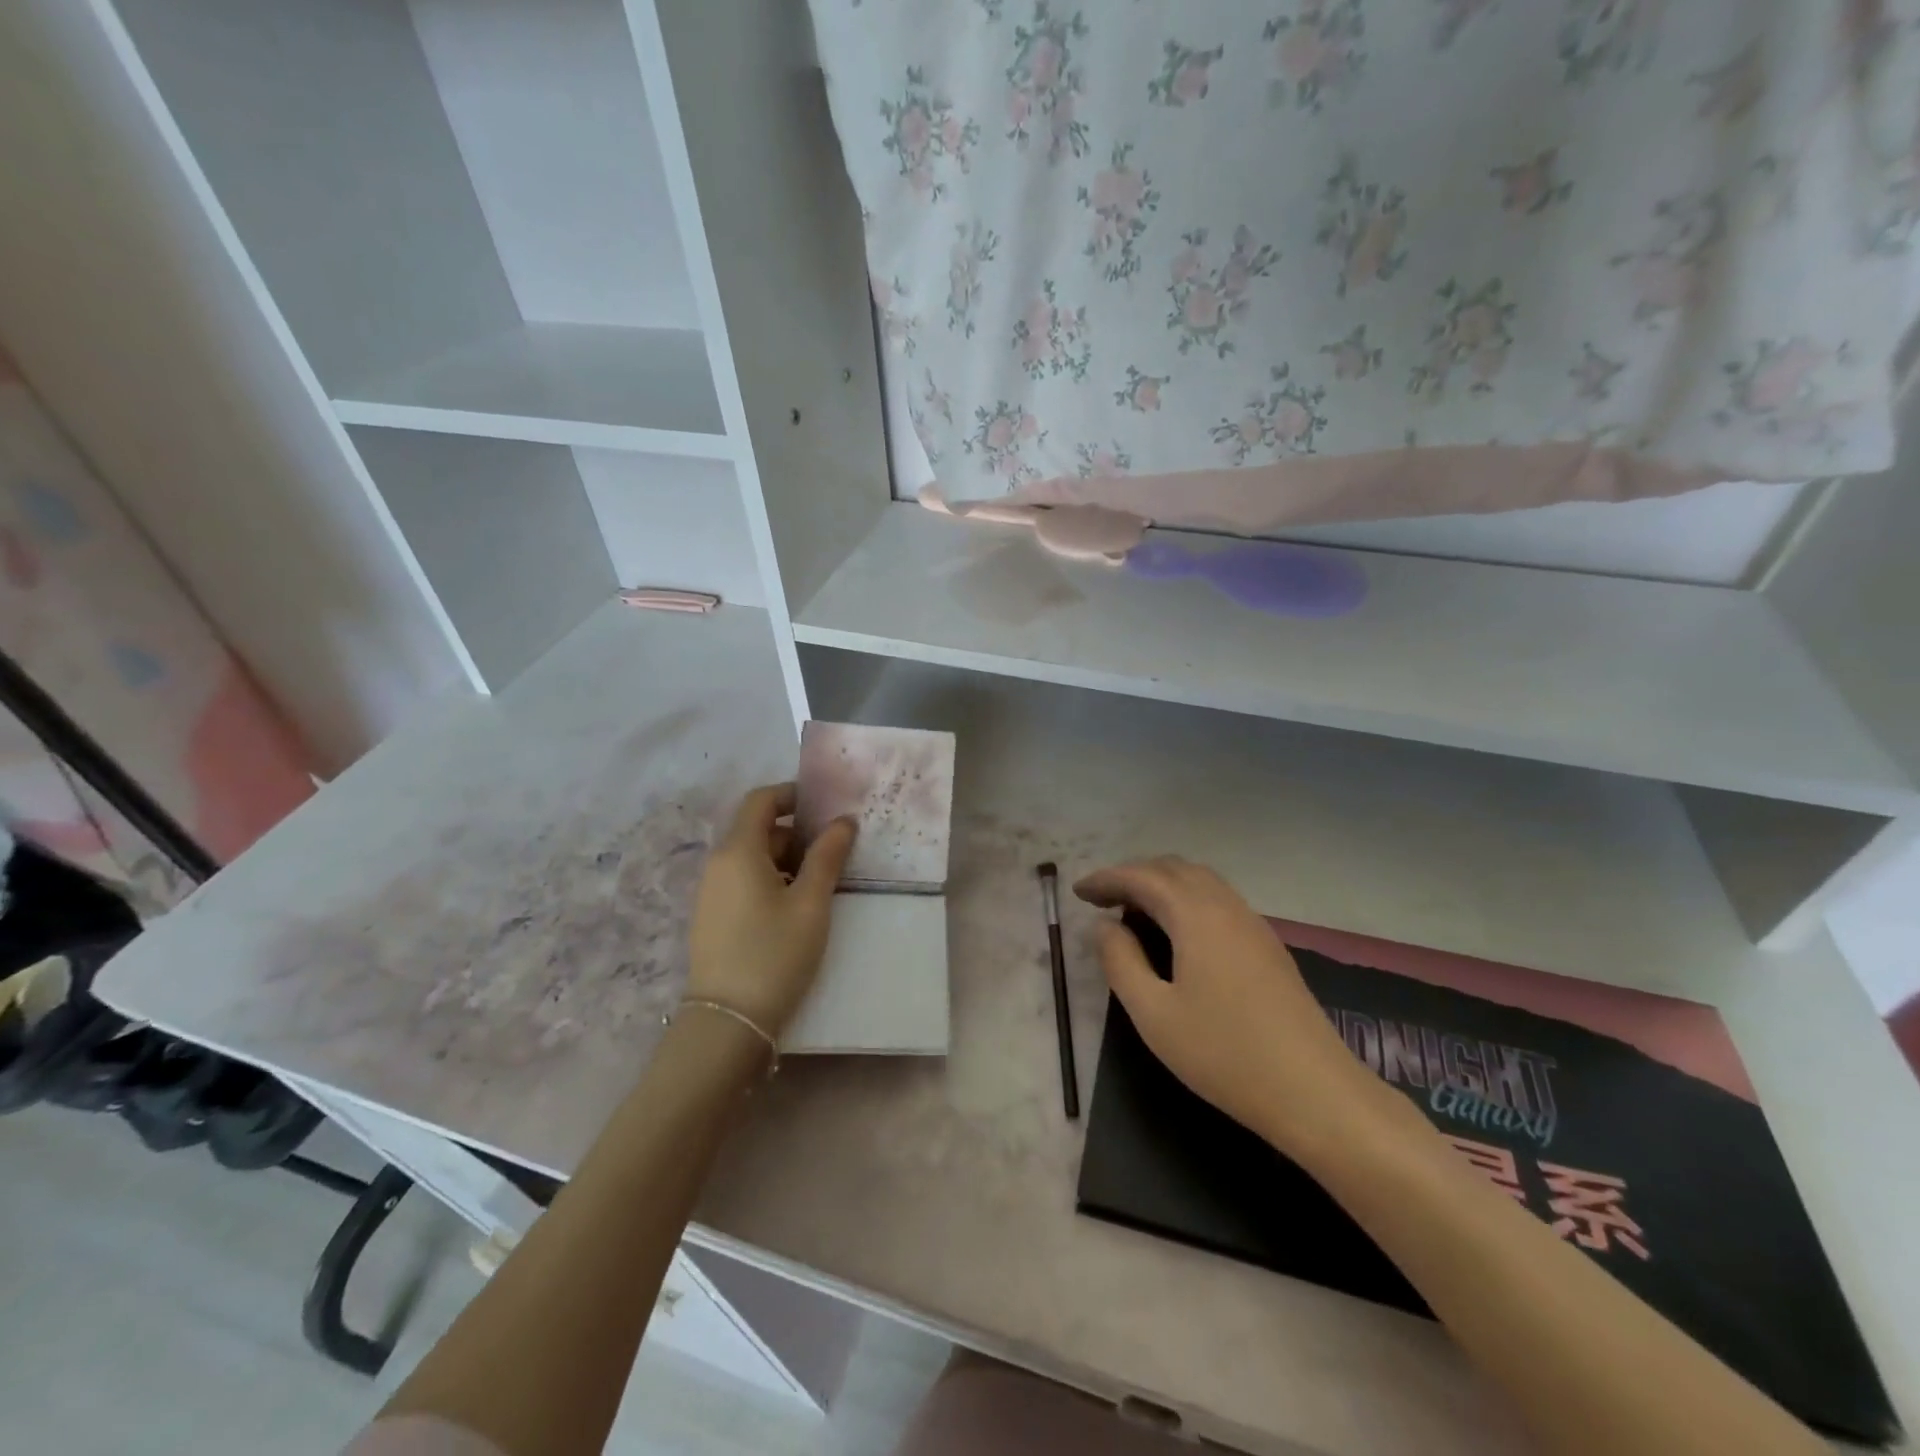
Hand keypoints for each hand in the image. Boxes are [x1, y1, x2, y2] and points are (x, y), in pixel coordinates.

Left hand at [685, 783, 855, 1037]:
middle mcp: (718, 863)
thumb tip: (843, 821)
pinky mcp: (712, 917)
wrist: (729, 1022)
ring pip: (753, 857)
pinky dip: (771, 880)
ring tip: (821, 885)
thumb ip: (828, 856)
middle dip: (797, 833)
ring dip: (787, 860)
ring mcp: (711, 892)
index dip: (792, 795)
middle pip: (758, 829)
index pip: (761, 800)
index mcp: (738, 851)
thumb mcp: (811, 903)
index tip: (826, 808)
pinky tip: (795, 909)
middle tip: (835, 853)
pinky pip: (743, 881)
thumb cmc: (775, 953)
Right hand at [1075, 856, 1396, 1162]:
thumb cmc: (1225, 1054)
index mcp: (1196, 915)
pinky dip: (1186, 899)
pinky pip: (1219, 900)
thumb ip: (1121, 963)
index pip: (1142, 877)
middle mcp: (1226, 907)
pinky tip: (1178, 932)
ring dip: (1162, 884)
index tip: (1078, 892)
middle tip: (1103, 899)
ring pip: (1200, 882)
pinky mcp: (1268, 946)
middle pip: (1174, 868)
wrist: (1315, 1092)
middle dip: (1134, 875)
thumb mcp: (1154, 1015)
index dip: (1106, 878)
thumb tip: (1105, 927)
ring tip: (1134, 911)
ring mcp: (1253, 924)